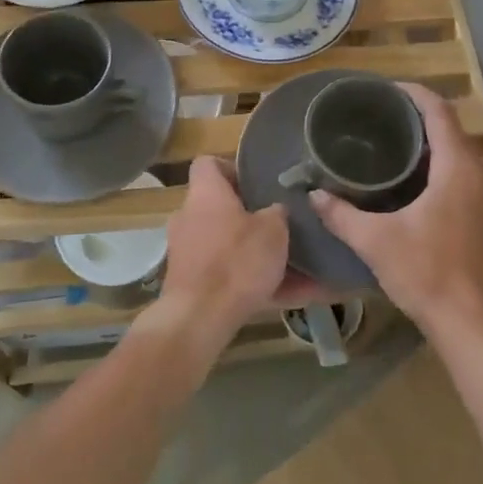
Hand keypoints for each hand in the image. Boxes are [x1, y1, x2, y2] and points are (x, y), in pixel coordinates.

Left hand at [155, 156, 298, 348]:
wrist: (198, 320)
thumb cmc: (236, 261)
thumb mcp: (273, 231)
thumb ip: (278, 213)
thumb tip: (277, 209)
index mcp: (205, 193)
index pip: (208, 163)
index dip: (233, 168)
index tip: (258, 182)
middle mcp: (189, 217)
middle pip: (220, 207)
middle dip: (250, 216)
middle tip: (281, 224)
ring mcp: (186, 252)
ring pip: (228, 245)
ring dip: (256, 254)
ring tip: (295, 266)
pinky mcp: (190, 284)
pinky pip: (228, 276)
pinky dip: (254, 283)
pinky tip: (291, 296)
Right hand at [308, 84, 482, 345]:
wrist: (475, 324)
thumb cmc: (428, 273)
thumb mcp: (376, 242)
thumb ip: (342, 215)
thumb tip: (314, 196)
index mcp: (457, 168)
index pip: (439, 112)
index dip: (414, 94)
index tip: (386, 90)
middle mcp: (480, 174)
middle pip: (452, 129)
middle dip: (420, 117)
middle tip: (382, 118)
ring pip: (462, 153)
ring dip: (434, 143)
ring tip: (395, 145)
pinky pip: (467, 174)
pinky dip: (444, 166)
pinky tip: (417, 184)